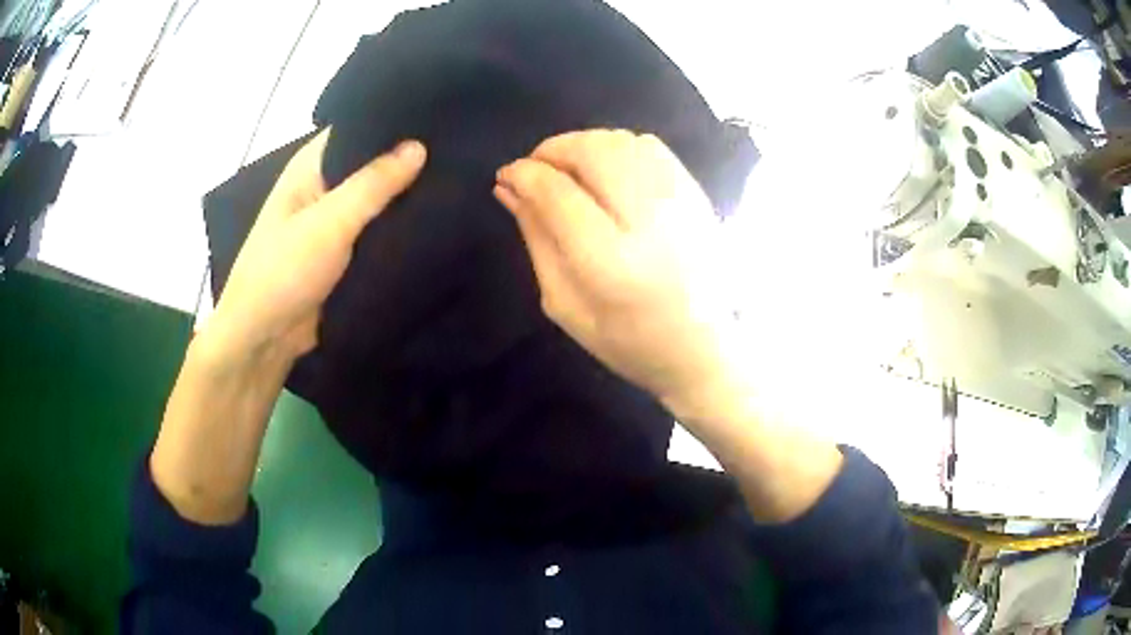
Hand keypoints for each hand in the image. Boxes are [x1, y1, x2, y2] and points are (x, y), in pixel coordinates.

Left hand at [150, 130, 424, 524]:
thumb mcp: (328, 223)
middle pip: (370, 164)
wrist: (264, 339)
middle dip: (407, 159)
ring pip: (376, 200)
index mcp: (310, 168)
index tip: (440, 113)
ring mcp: (334, 223)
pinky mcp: (345, 254)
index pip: (357, 129)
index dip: (393, 120)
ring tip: (459, 178)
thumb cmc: (283, 271)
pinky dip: (399, 227)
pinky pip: (377, 232)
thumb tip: (419, 146)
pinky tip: (437, 219)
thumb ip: (372, 185)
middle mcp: (323, 188)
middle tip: (460, 148)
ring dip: (406, 195)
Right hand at [494, 130, 740, 419]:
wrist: (703, 348)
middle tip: (535, 170)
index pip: (557, 193)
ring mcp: (680, 201)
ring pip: (619, 141)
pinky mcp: (696, 194)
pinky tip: (605, 170)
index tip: (507, 176)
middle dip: (551, 151)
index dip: (524, 175)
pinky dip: (615, 146)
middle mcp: (648, 220)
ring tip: (567, 171)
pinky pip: (649, 146)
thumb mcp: (565, 304)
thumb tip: (509, 189)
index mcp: (611, 262)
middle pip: (591, 152)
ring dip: (582, 145)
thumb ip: (537, 240)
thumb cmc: (628, 341)